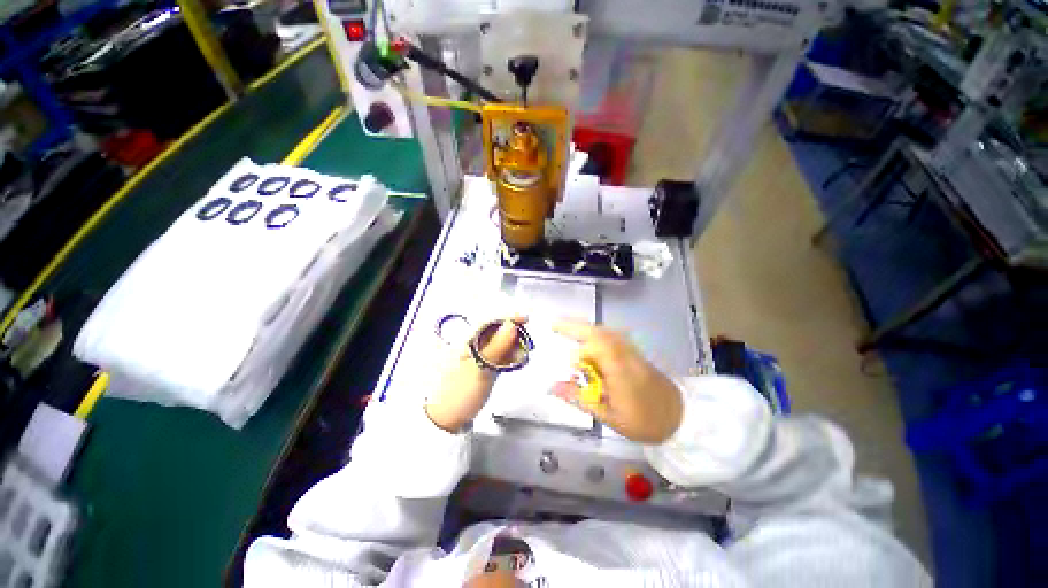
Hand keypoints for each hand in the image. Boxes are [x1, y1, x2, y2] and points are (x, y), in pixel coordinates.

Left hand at [425, 317, 526, 431]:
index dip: (507, 316)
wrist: (445, 420)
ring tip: (520, 357)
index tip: (525, 318)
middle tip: (524, 344)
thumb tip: (512, 325)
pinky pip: (498, 352)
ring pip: (499, 340)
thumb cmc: (457, 394)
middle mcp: (469, 341)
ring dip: (512, 346)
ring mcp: (476, 352)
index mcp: (463, 338)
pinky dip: (508, 354)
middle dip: (513, 333)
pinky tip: (514, 361)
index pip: (488, 319)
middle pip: (495, 328)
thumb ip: (496, 346)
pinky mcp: (482, 362)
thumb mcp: (479, 369)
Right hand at [553, 320, 682, 443]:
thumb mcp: (609, 417)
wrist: (680, 415)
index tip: (572, 368)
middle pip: (599, 332)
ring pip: (605, 330)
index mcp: (622, 372)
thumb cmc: (644, 421)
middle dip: (574, 326)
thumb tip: (552, 386)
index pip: (599, 349)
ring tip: (564, 328)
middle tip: (553, 325)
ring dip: (584, 327)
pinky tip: (585, 337)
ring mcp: (631, 349)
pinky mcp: (633, 349)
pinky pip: (610, 335)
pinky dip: (594, 332)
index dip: (581, 353)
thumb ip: (580, 398)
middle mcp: (626, 354)